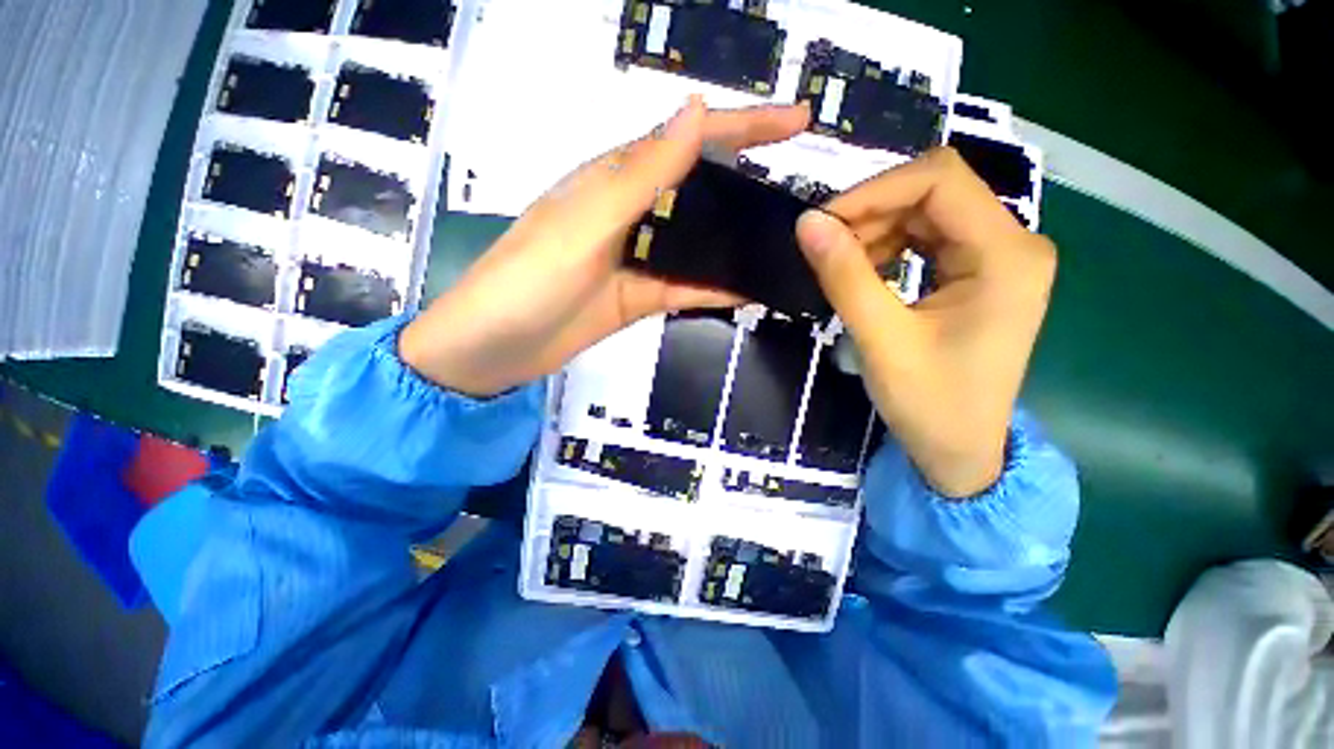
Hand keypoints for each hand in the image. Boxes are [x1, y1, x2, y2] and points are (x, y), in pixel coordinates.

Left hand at [400, 97, 810, 396]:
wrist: (496, 349)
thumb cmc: (528, 280)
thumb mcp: (586, 222)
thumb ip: (641, 175)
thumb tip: (696, 111)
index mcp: (616, 181)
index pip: (689, 140)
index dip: (745, 124)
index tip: (798, 121)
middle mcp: (632, 214)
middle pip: (699, 190)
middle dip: (748, 183)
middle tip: (797, 193)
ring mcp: (638, 259)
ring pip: (697, 243)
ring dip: (736, 241)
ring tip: (784, 242)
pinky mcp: (639, 297)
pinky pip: (687, 286)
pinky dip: (717, 287)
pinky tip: (750, 289)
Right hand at [795, 148, 1056, 497]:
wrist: (960, 451)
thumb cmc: (930, 403)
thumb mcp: (881, 339)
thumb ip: (845, 277)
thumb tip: (806, 223)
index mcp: (1006, 254)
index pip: (940, 180)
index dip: (874, 191)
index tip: (822, 223)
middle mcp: (1013, 243)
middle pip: (935, 192)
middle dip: (872, 212)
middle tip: (824, 247)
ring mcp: (998, 257)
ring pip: (927, 213)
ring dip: (876, 230)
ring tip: (839, 265)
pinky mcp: (978, 273)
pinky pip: (927, 239)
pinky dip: (888, 248)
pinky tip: (865, 273)